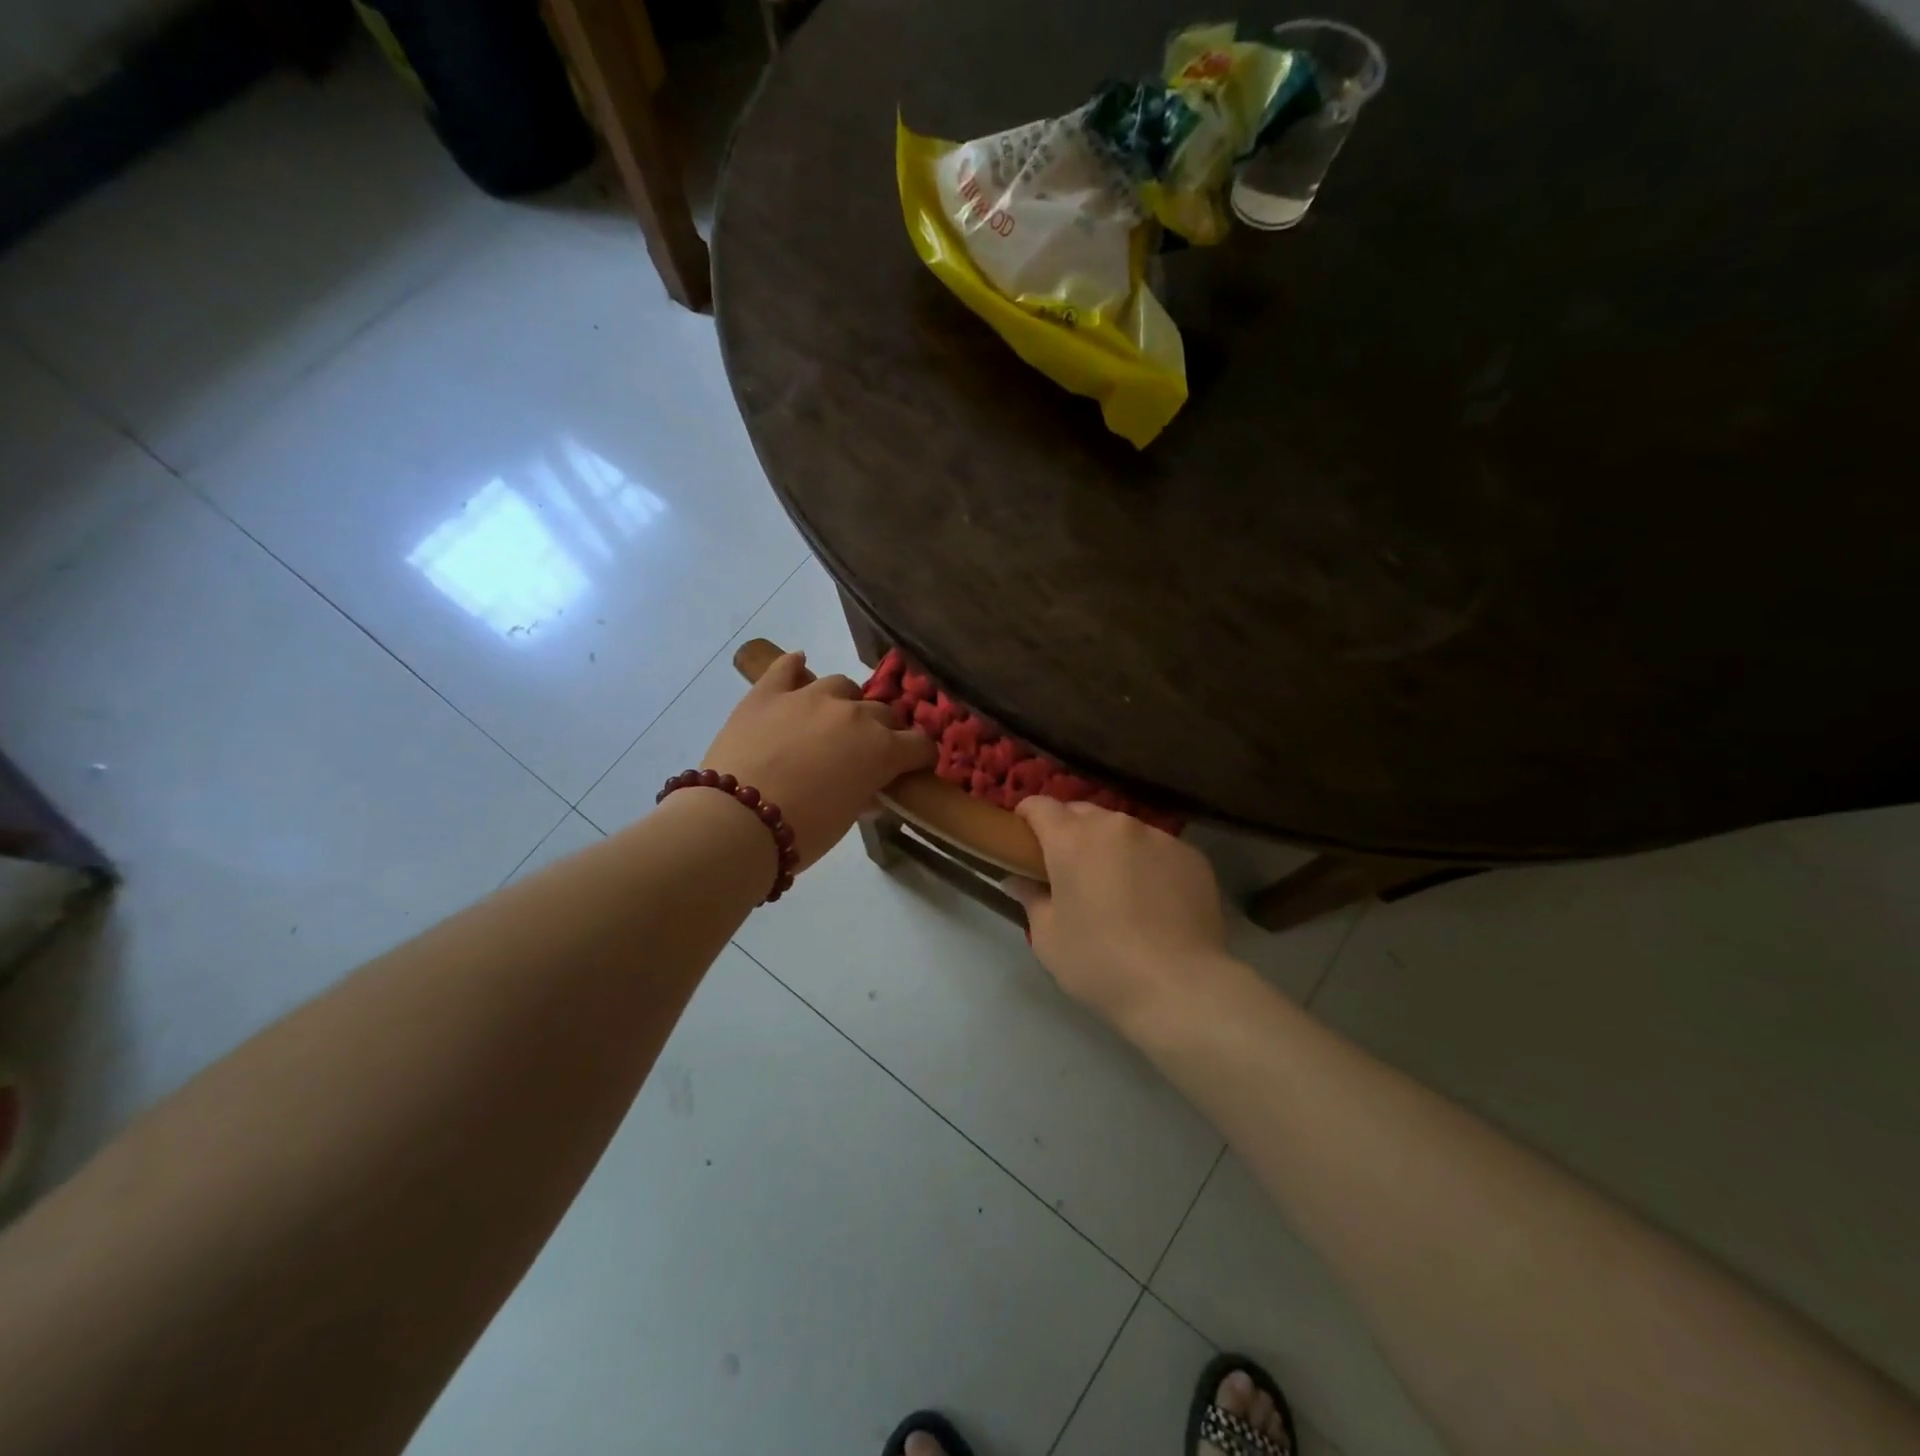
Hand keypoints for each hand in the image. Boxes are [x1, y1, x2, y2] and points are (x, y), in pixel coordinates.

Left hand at [700, 652, 933, 870]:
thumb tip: (870, 790)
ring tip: (834, 720)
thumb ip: (865, 794)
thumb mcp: (847, 818)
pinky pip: (787, 668)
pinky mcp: (768, 693)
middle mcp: (854, 714)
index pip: (919, 745)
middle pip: (884, 713)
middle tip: (870, 752)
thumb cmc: (803, 831)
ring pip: (842, 686)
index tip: (914, 767)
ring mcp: (809, 697)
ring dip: (846, 702)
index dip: (920, 757)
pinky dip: (795, 667)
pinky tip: (798, 666)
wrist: (737, 821)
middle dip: (885, 731)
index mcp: (882, 748)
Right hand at [1007, 799, 1233, 1033]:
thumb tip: (1017, 880)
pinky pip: (1158, 848)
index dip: (1027, 816)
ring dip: (1110, 845)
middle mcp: (1115, 826)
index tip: (1023, 837)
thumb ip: (1030, 898)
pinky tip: (1153, 898)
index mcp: (1072, 840)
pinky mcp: (1191, 856)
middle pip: (1083, 812)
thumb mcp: (1048, 938)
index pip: (1041, 806)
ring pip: (1123, 829)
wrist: (1179, 987)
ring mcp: (1158, 837)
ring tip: (1114, 883)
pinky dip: (1147, 862)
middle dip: (1069, 830)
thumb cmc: (1100, 962)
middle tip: (1067, 866)